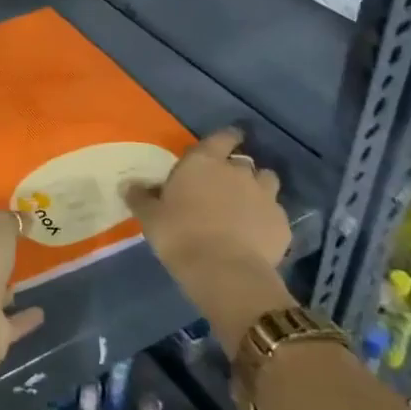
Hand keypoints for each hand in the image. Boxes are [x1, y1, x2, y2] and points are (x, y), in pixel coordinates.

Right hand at [125, 128, 295, 356]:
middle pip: (243, 161)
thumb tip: (128, 184)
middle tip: (225, 185)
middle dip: (236, 170)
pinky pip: (276, 213)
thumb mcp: (150, 217)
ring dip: (258, 188)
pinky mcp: (282, 223)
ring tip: (247, 204)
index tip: (229, 140)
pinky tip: (258, 233)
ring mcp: (265, 196)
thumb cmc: (180, 235)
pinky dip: (268, 218)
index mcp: (204, 162)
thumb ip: (141, 197)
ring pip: (267, 180)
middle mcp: (237, 171)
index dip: (227, 138)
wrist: (225, 271)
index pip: (222, 137)